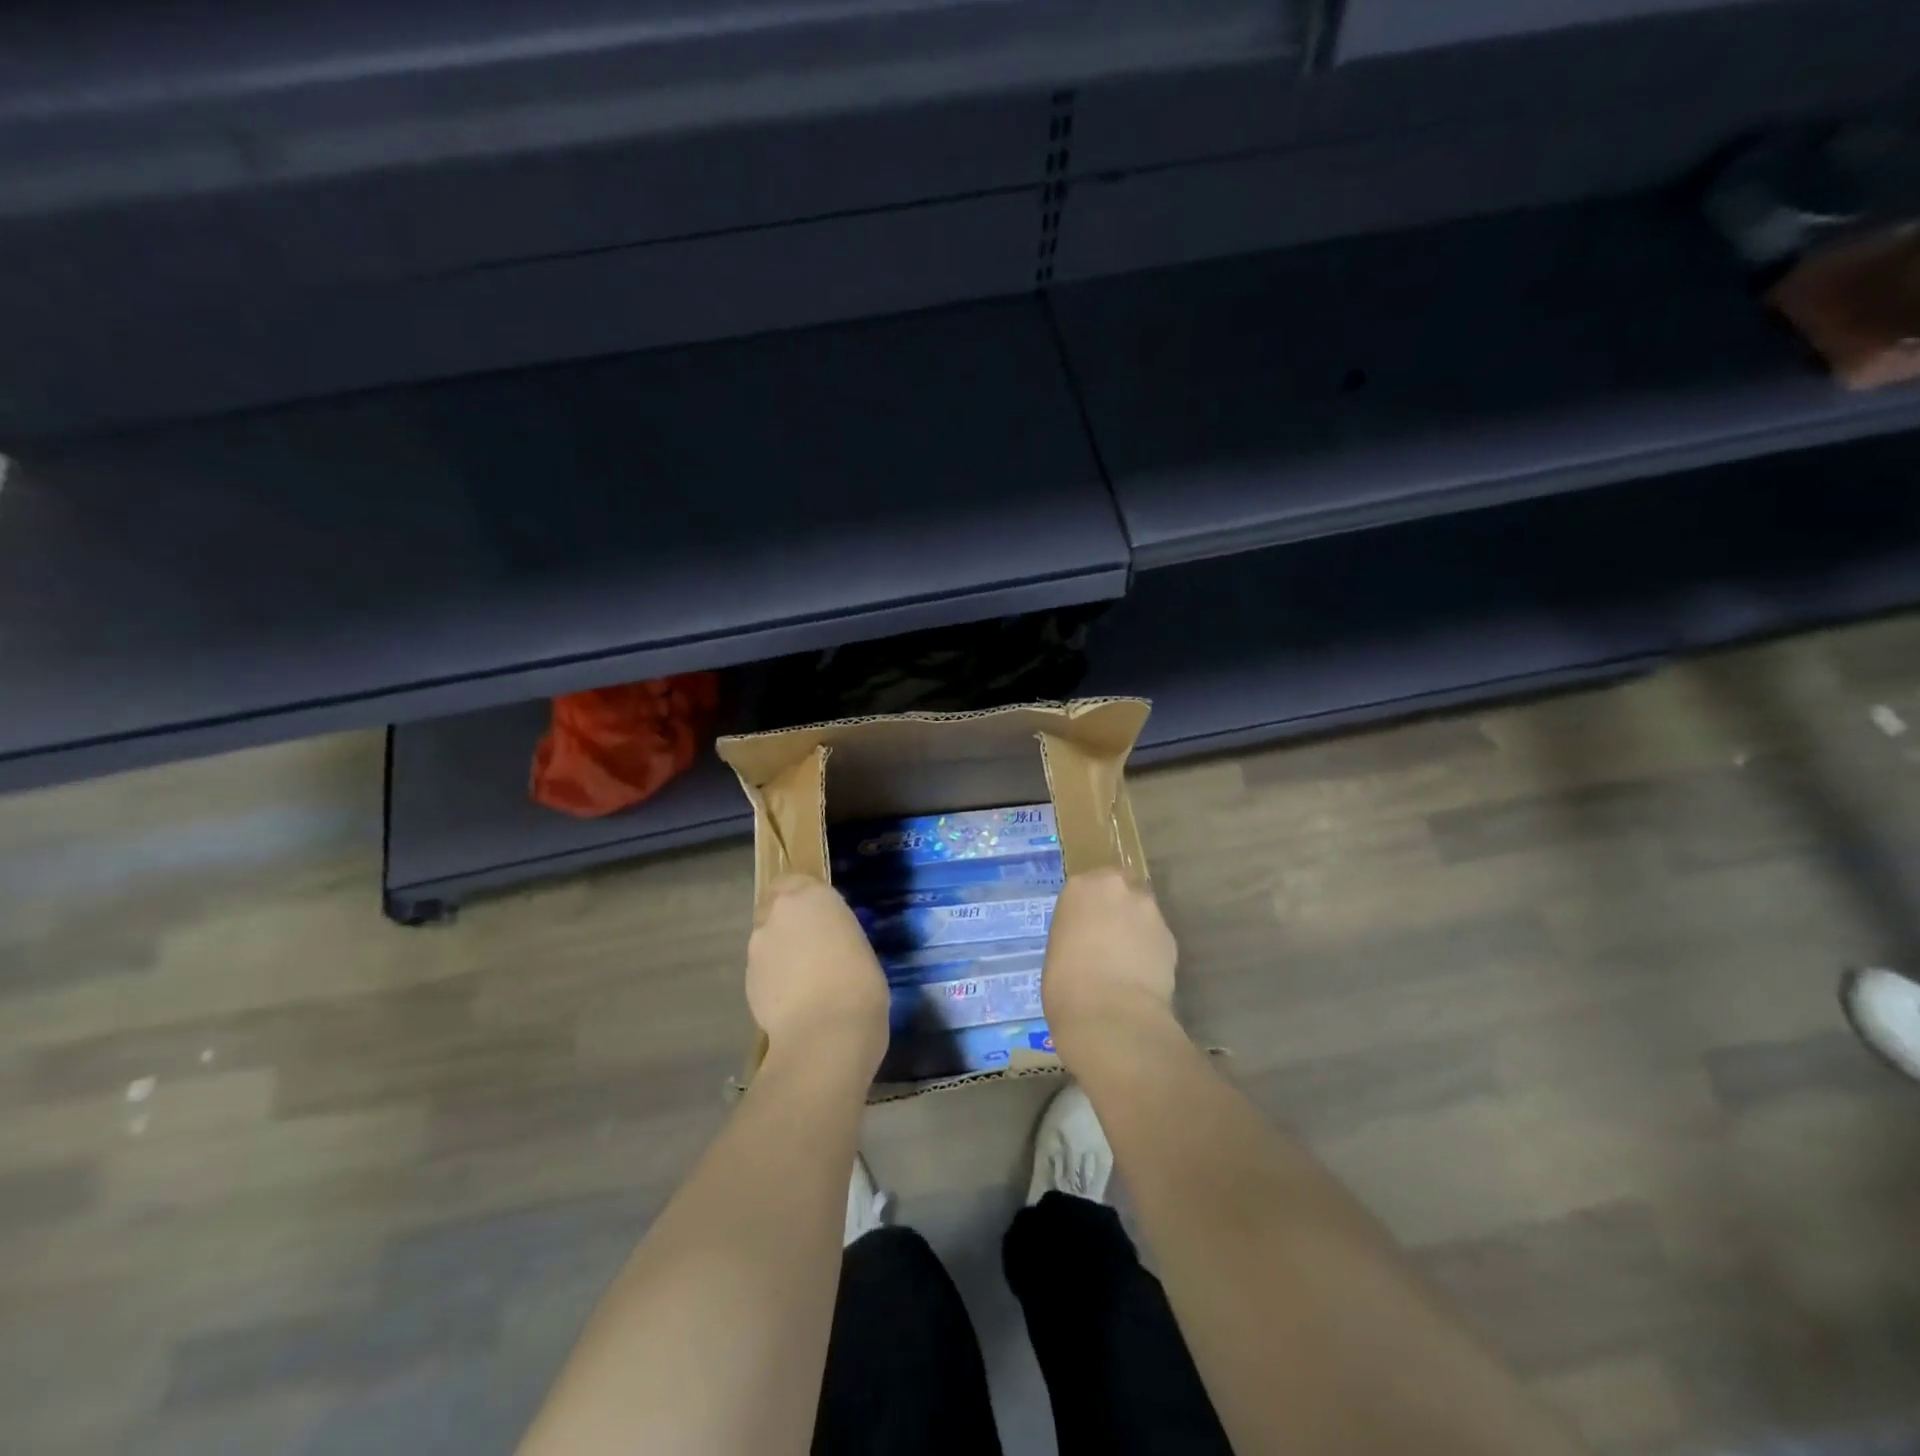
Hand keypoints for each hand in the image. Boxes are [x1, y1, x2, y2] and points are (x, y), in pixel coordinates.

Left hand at [746, 875, 888, 1066]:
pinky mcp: (747, 980)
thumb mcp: (858, 944)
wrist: (826, 1033)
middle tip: (813, 947)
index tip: (819, 915)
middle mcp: (777, 913)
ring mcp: (757, 947)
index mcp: (811, 896)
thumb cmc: (859, 982)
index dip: (802, 897)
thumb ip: (834, 933)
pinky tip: (795, 1001)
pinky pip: (763, 969)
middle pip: (775, 908)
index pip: (793, 880)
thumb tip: (825, 943)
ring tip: (806, 981)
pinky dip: (775, 978)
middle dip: (788, 923)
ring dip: (781, 951)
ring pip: (767, 939)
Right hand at [1044, 868, 1178, 1059]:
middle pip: (1122, 887)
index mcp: (1080, 888)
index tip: (1087, 925)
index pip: (1089, 883)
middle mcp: (1116, 888)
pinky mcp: (1170, 936)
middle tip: (1111, 936)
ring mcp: (1148, 910)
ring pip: (1143, 911)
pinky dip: (1151, 949)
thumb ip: (1077, 932)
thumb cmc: (1065, 985)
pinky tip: (1143, 974)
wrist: (1110, 1016)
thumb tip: (1089, 941)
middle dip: (1119, 906)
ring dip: (1137, 927)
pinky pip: (1157, 936)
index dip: (1090, 905)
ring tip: (1129, 959)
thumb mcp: (1058, 949)